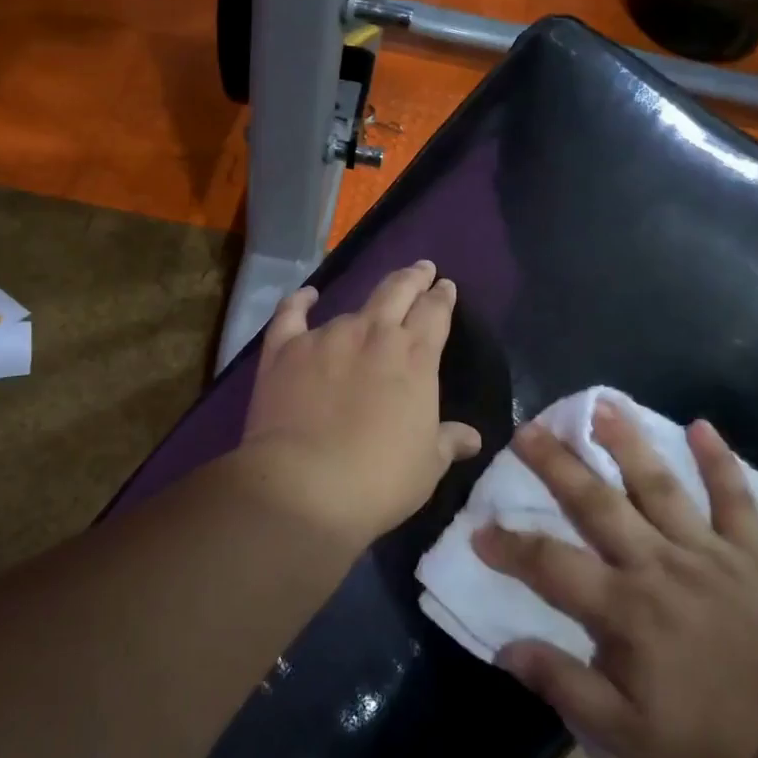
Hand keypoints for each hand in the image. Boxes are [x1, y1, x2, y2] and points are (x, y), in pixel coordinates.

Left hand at [239, 261, 481, 547]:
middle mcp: (373, 334)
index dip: (442, 296)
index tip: (445, 286)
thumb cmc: (378, 480)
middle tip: (421, 269)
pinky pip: (291, 315)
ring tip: (370, 306)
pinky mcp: (285, 349)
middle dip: (413, 278)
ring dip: (366, 305)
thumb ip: (448, 441)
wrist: (302, 487)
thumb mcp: (426, 466)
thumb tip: (472, 437)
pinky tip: (307, 296)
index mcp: (415, 357)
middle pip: (398, 291)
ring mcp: (326, 337)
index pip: (435, 312)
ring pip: (352, 307)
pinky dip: (299, 302)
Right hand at [473, 406, 757, 757]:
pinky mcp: (749, 552)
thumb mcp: (621, 731)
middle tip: (527, 429)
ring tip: (601, 404)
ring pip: (660, 485)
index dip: (510, 546)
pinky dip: (720, 461)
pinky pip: (735, 498)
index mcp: (624, 609)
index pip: (551, 565)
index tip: (479, 530)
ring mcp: (706, 551)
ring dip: (628, 442)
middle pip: (598, 503)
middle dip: (558, 464)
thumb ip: (560, 684)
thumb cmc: (701, 738)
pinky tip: (703, 425)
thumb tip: (505, 648)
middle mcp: (658, 565)